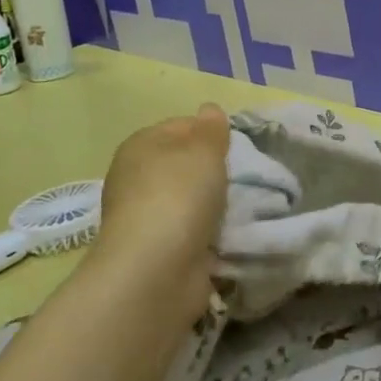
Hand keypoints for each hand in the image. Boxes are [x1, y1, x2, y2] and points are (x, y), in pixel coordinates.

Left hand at [89, 104, 229, 315]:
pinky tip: (229, 235)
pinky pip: (191, 231)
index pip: (181, 126)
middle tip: (245, 178)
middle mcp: (136, 178)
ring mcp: (144, 217)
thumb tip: (209, 110)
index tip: (236, 148)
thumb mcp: (204, 150)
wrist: (157, 271)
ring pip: (189, 199)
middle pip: (185, 164)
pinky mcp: (157, 250)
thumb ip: (211, 129)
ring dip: (213, 205)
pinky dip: (208, 234)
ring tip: (243, 208)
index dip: (210, 133)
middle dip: (214, 171)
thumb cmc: (179, 196)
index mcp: (141, 145)